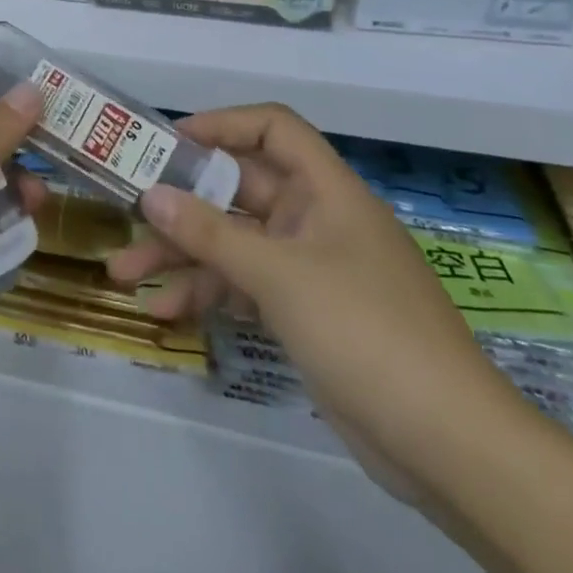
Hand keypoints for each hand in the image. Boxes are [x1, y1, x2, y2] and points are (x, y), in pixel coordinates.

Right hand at [108, 105, 527, 492]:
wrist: (449, 448)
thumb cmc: (365, 331)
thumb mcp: (279, 275)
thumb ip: (209, 232)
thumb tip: (149, 195)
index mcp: (326, 191)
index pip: (273, 129)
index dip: (222, 125)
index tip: (169, 141)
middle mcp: (315, 220)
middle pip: (237, 191)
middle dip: (180, 204)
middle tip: (125, 209)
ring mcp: (308, 269)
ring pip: (232, 243)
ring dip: (180, 256)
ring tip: (123, 274)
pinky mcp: (302, 314)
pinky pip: (243, 287)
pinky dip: (206, 295)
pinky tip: (164, 312)